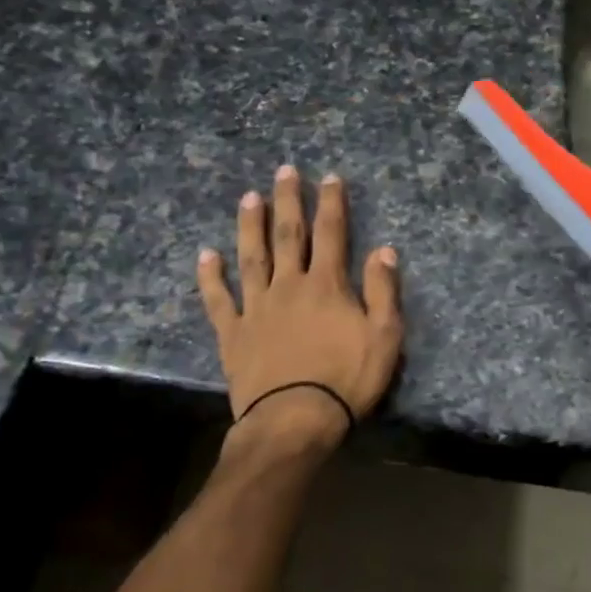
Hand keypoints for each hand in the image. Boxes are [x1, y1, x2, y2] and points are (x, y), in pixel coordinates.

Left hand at [197, 165, 402, 448]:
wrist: (295, 420)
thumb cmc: (347, 380)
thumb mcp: (384, 337)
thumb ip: (384, 291)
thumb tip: (383, 249)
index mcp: (327, 286)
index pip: (332, 234)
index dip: (331, 203)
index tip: (329, 177)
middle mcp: (289, 286)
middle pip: (288, 236)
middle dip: (288, 201)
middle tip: (284, 171)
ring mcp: (256, 308)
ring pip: (251, 257)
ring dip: (250, 226)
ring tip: (248, 198)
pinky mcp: (233, 333)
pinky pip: (218, 300)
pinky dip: (211, 277)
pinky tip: (206, 256)